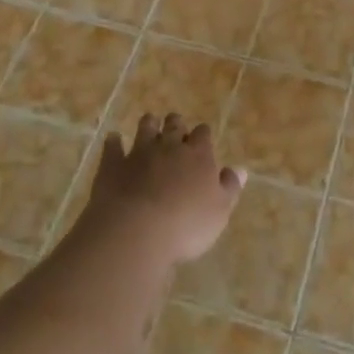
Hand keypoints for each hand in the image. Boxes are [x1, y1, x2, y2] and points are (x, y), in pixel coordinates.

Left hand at [82, 113, 244, 264]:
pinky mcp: (113, 165)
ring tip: (149, 122)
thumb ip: (229, 187)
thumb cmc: (186, 225)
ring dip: (148, 124)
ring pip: (145, 128)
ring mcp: (139, 153)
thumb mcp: (219, 211)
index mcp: (198, 155)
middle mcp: (169, 146)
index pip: (203, 134)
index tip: (201, 138)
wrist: (136, 231)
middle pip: (174, 125)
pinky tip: (113, 138)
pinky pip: (112, 147)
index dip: (202, 134)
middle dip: (175, 123)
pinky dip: (113, 142)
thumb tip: (240, 170)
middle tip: (175, 125)